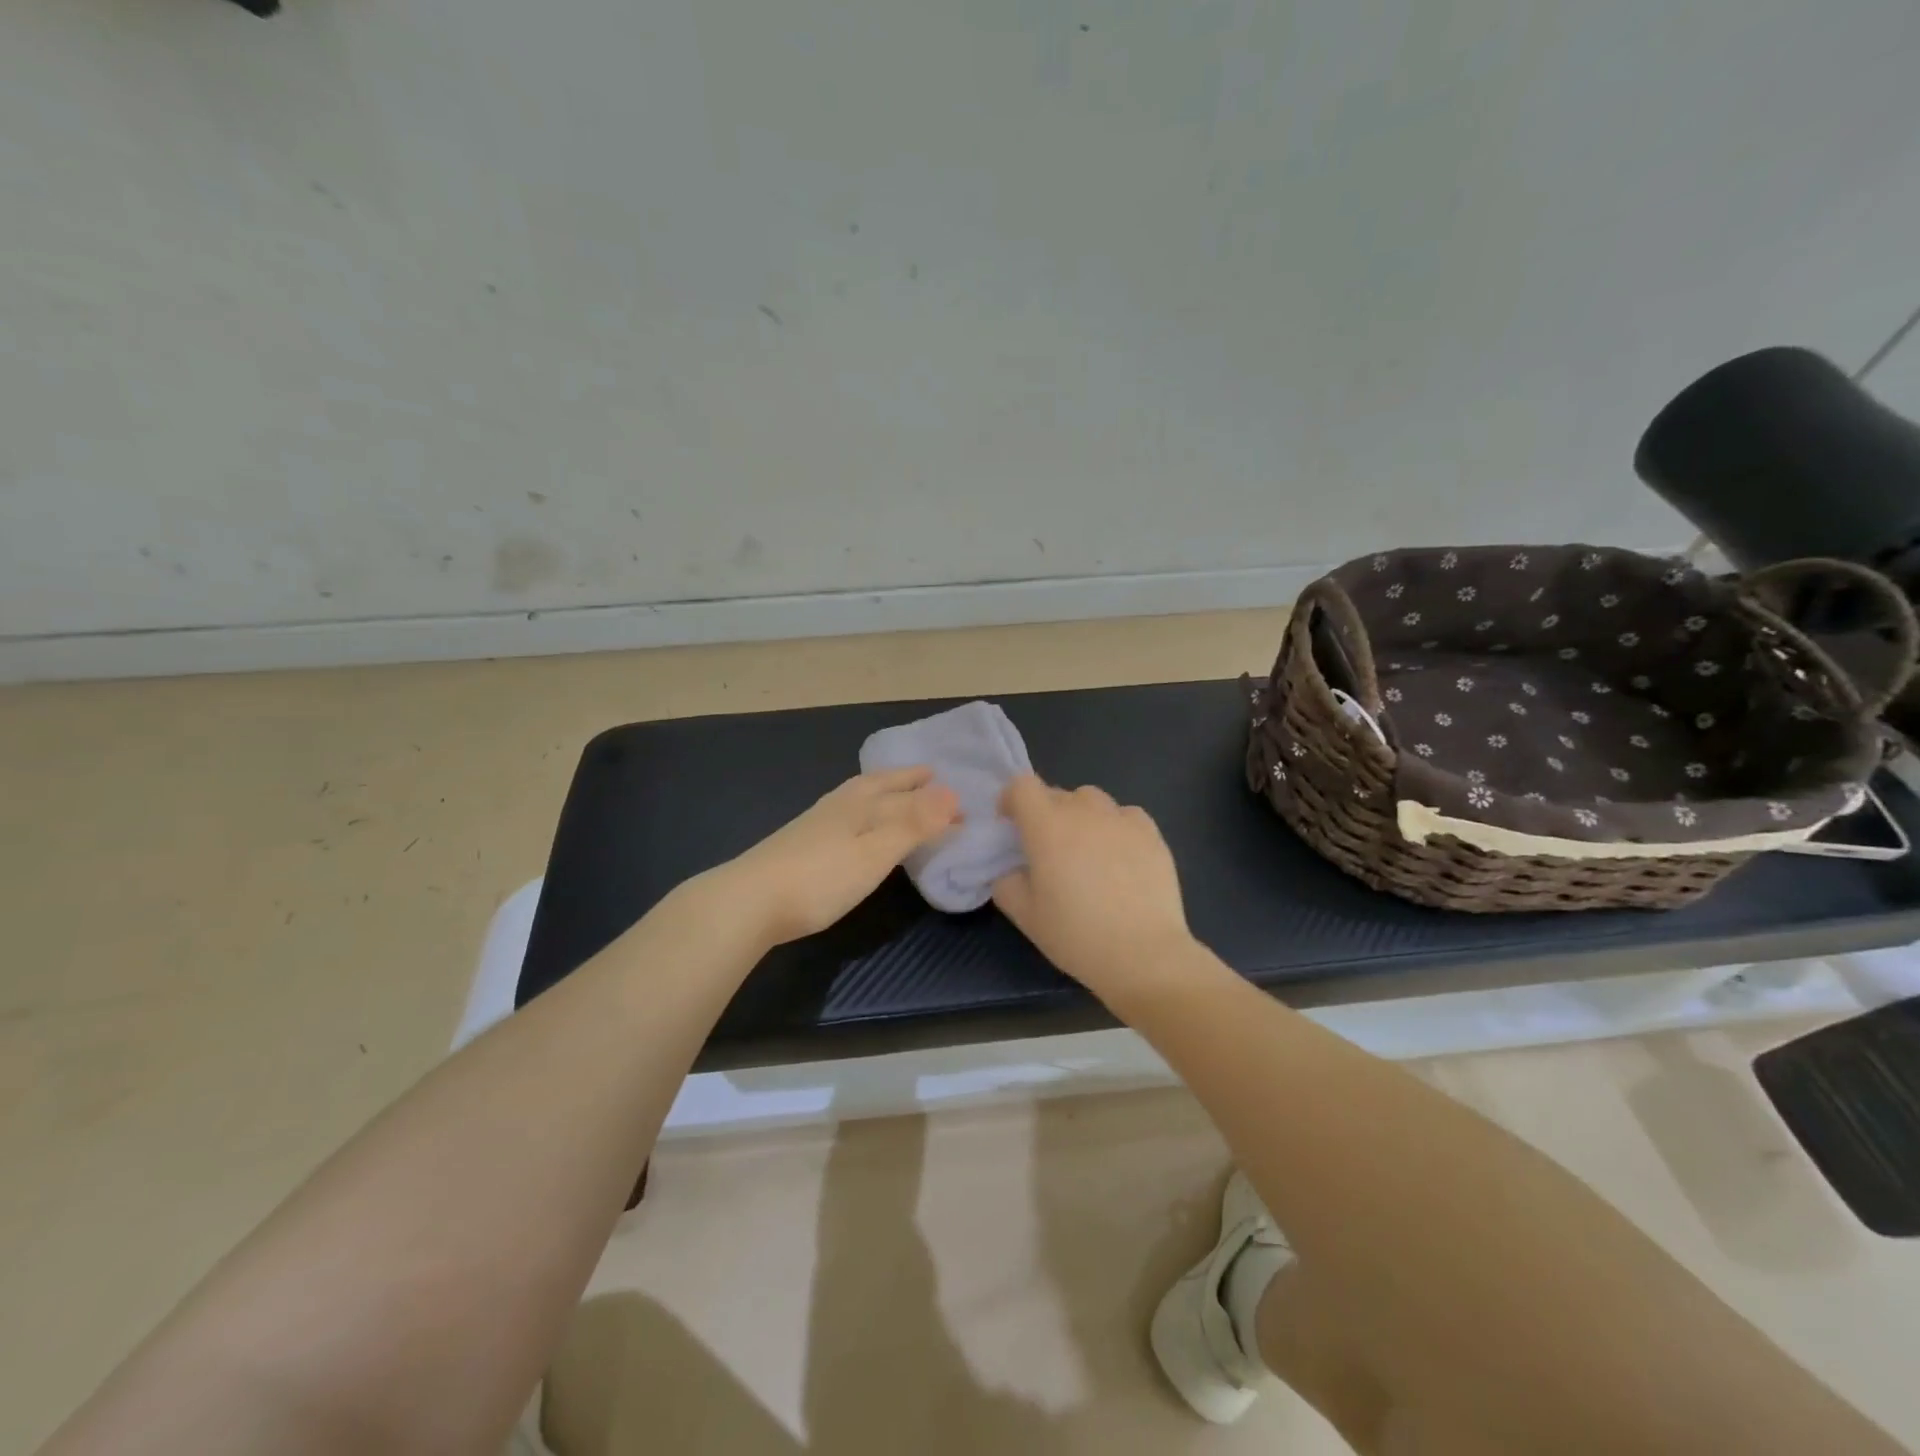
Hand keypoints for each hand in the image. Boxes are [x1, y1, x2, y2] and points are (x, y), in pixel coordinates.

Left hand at [711, 767, 961, 946]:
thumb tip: (953, 793)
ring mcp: (817, 823)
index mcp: (861, 803)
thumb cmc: (821, 878)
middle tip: (929, 775)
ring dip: (884, 793)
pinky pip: (847, 815)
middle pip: (880, 786)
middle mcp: (840, 805)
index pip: (907, 793)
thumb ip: (913, 824)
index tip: (960, 796)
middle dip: (906, 781)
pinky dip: (864, 811)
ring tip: (897, 793)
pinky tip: (856, 826)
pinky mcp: (802, 843)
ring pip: (860, 797)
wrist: (748, 902)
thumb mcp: (875, 852)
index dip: (935, 796)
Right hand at [991, 774, 1196, 996]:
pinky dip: (1115, 826)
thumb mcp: (1025, 916)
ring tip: (1085, 849)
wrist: (1144, 954)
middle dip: (1045, 813)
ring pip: (1092, 800)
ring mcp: (1121, 819)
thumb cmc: (1076, 935)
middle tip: (1047, 849)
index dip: (1011, 799)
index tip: (1011, 824)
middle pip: (1056, 793)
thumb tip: (1012, 870)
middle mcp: (1083, 811)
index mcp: (1046, 826)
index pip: (1022, 786)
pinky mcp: (1152, 833)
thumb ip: (1006, 883)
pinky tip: (1119, 856)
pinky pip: (1125, 815)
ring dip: (1080, 815)